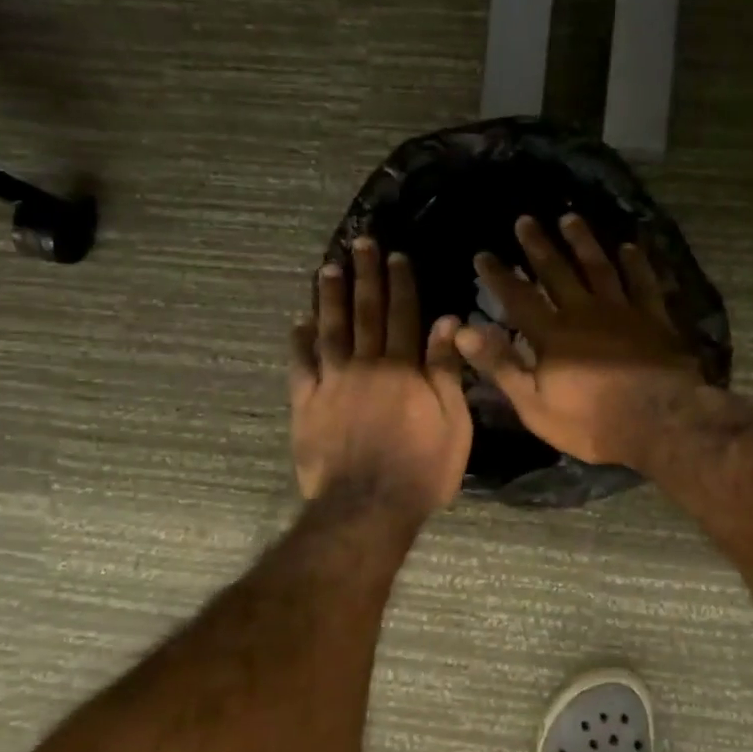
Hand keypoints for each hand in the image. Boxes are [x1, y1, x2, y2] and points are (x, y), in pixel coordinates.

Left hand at [290, 239, 471, 516]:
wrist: (367, 507)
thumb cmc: (422, 469)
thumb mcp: (453, 422)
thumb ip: (446, 370)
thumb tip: (448, 320)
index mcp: (404, 368)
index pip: (403, 315)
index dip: (401, 284)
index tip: (396, 256)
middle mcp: (366, 365)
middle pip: (365, 312)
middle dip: (365, 276)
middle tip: (361, 244)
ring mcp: (332, 383)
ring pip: (330, 330)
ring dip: (329, 297)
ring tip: (328, 268)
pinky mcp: (306, 404)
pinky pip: (300, 365)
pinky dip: (299, 341)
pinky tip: (299, 322)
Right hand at [456, 215, 704, 468]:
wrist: (661, 422)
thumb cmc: (592, 422)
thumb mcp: (534, 404)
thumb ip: (500, 366)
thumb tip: (462, 332)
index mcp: (552, 335)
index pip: (518, 298)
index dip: (499, 276)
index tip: (483, 254)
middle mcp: (584, 312)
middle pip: (557, 272)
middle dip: (538, 246)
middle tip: (526, 220)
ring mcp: (623, 311)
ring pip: (599, 267)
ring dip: (583, 242)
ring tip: (571, 218)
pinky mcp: (655, 319)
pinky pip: (643, 282)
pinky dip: (636, 263)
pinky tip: (629, 247)